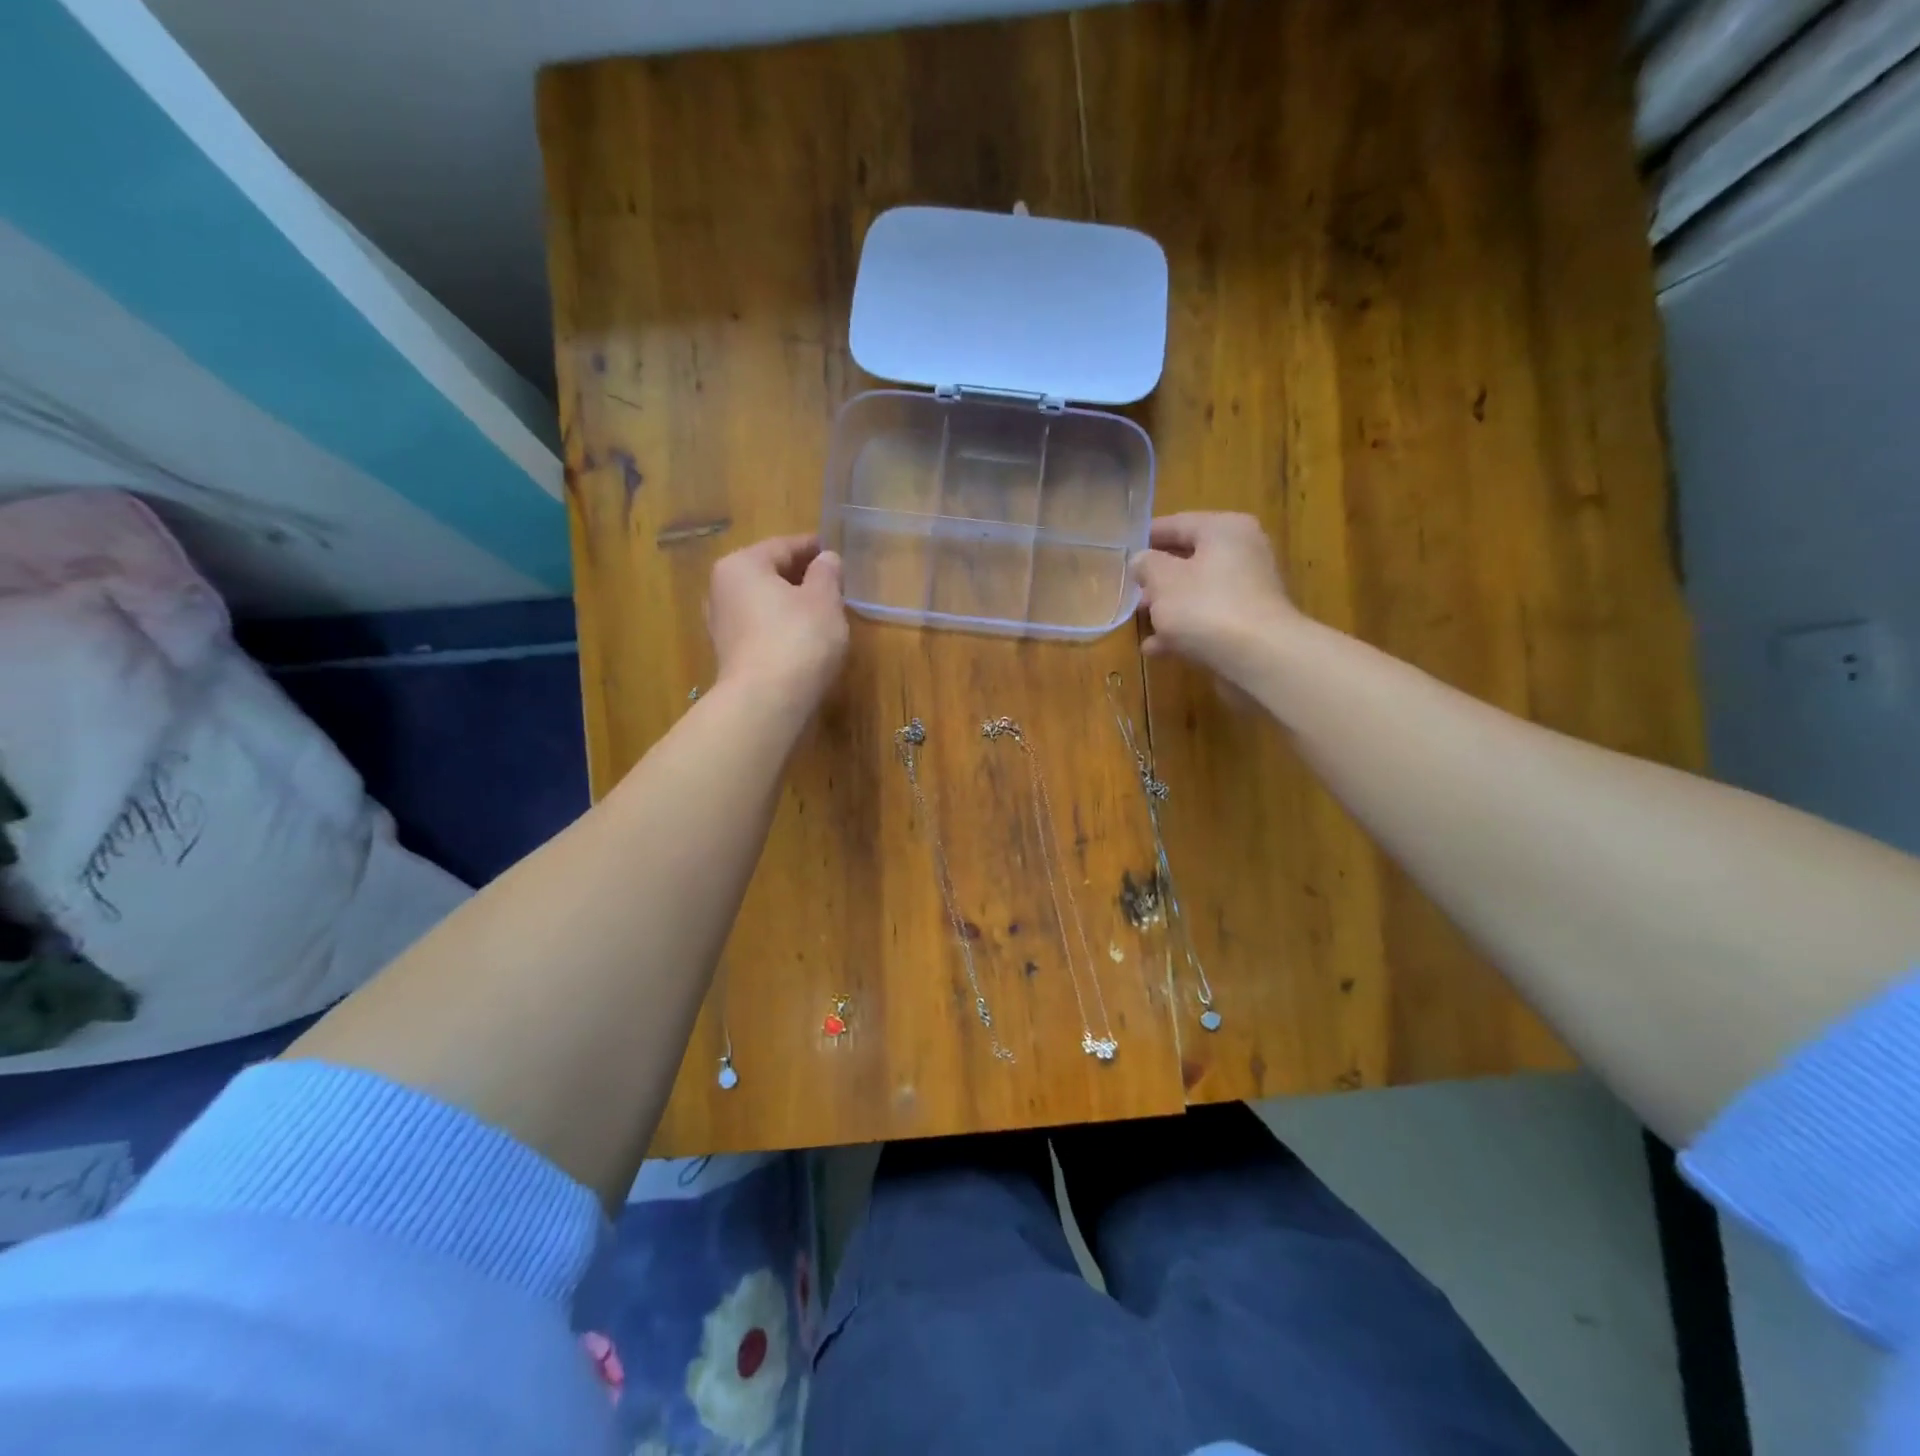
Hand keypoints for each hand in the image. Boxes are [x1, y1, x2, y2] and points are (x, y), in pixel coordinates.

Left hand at [706, 534, 848, 707]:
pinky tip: (804, 638)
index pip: (783, 546)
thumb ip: (827, 574)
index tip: (834, 551)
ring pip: (764, 603)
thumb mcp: (824, 599)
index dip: (813, 548)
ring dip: (791, 604)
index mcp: (742, 565)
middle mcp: (722, 589)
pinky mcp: (731, 655)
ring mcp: (722, 625)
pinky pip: (761, 629)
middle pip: (769, 573)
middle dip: (800, 576)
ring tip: (823, 611)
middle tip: (833, 583)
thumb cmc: (798, 638)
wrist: (766, 701)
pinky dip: (781, 626)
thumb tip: (826, 559)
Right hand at [1130, 513, 1301, 682]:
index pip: (1178, 523)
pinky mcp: (1248, 623)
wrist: (1258, 657)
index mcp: (1224, 529)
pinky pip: (1208, 618)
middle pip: (1189, 559)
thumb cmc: (1205, 606)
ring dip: (1167, 606)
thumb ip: (1146, 565)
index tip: (1122, 549)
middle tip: (1129, 589)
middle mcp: (1242, 552)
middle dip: (1157, 577)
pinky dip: (1184, 629)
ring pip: (1197, 591)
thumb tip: (1142, 560)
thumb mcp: (1163, 580)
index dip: (1147, 536)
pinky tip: (1156, 648)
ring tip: (1139, 621)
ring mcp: (1248, 590)